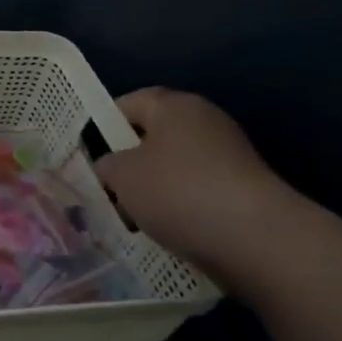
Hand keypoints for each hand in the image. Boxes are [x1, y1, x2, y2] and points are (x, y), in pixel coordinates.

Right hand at [94, 88, 294, 279]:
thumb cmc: (177, 191)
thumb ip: (107, 165)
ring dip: (152, 191)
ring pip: (173, 169)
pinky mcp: (241, 190)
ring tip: (133, 219)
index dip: (104, 125)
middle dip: (129, 164)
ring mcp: (228, 156)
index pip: (130, 103)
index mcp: (175, 106)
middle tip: (107, 190)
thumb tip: (113, 167)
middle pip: (153, 137)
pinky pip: (195, 192)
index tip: (88, 154)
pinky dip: (178, 208)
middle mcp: (205, 122)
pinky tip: (165, 231)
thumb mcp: (122, 176)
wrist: (253, 237)